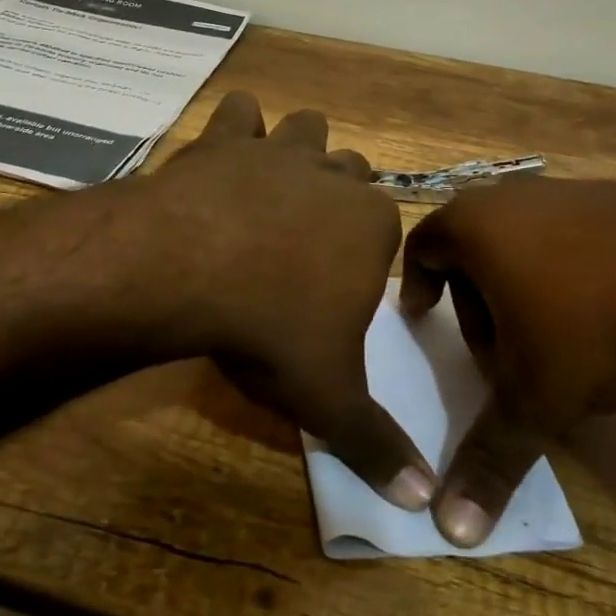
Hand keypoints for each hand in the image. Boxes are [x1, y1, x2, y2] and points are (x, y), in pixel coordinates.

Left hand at [120, 91, 434, 510]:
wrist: (190, 270)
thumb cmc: (270, 329)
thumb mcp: (328, 398)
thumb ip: (377, 445)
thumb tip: (425, 503)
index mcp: (372, 225)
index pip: (387, 226)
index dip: (367, 251)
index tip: (342, 282)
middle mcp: (333, 176)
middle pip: (353, 170)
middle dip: (340, 194)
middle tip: (309, 236)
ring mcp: (278, 150)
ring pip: (307, 128)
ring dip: (298, 147)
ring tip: (275, 181)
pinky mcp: (224, 139)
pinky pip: (238, 111)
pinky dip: (236, 124)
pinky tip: (224, 148)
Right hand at [398, 177, 615, 544]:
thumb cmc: (594, 329)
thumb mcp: (536, 398)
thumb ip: (489, 457)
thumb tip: (449, 530)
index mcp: (475, 226)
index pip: (422, 247)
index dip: (417, 285)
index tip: (424, 318)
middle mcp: (513, 196)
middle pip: (472, 245)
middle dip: (475, 298)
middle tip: (498, 349)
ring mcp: (569, 190)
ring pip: (522, 238)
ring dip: (522, 284)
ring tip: (555, 336)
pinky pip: (572, 231)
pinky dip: (570, 267)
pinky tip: (607, 311)